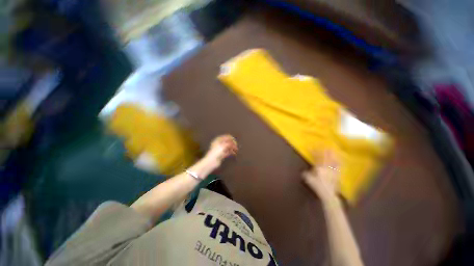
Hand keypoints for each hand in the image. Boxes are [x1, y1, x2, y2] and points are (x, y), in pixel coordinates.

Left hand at [204, 134, 237, 167]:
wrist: (211, 161)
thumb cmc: (216, 152)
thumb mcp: (224, 146)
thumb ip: (229, 143)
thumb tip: (233, 143)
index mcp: (217, 140)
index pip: (225, 137)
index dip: (230, 138)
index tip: (235, 140)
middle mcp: (218, 144)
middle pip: (227, 142)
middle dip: (232, 143)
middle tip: (236, 145)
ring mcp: (220, 150)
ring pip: (227, 147)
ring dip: (232, 148)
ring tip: (236, 149)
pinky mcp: (221, 155)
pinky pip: (227, 152)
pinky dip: (231, 152)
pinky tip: (234, 153)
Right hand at [302, 150, 339, 202]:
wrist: (328, 194)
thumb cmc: (317, 186)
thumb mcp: (308, 179)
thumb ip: (306, 174)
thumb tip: (304, 171)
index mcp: (319, 168)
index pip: (317, 158)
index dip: (315, 152)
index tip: (313, 147)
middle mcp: (327, 168)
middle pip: (327, 158)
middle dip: (326, 151)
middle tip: (327, 146)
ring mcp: (333, 171)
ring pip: (334, 161)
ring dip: (334, 155)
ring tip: (335, 151)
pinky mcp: (337, 175)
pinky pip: (339, 167)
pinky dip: (339, 163)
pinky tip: (340, 161)